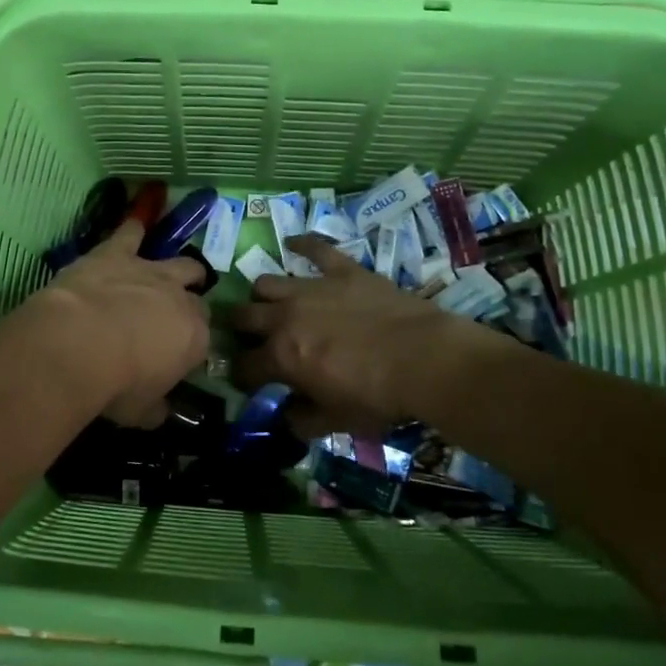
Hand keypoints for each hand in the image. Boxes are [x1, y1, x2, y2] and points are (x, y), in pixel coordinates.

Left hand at [28, 219, 209, 426]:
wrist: (78, 343)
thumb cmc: (115, 385)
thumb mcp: (140, 411)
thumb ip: (155, 408)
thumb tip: (161, 412)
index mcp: (195, 339)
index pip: (204, 340)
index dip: (191, 347)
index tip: (177, 358)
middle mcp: (181, 299)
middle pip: (197, 299)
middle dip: (190, 306)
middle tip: (172, 318)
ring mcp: (150, 271)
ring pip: (180, 263)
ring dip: (178, 269)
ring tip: (173, 272)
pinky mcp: (118, 253)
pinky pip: (130, 233)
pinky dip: (132, 230)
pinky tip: (133, 224)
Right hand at [229, 234, 509, 434]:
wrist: (425, 359)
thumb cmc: (378, 396)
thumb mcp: (336, 422)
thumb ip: (302, 421)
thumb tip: (285, 417)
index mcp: (281, 356)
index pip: (243, 366)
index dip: (242, 376)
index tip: (251, 382)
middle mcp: (285, 316)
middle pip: (243, 316)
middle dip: (239, 329)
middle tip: (253, 340)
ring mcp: (311, 288)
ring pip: (266, 283)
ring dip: (263, 296)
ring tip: (273, 305)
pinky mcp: (341, 270)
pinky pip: (314, 248)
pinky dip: (302, 245)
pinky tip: (292, 243)